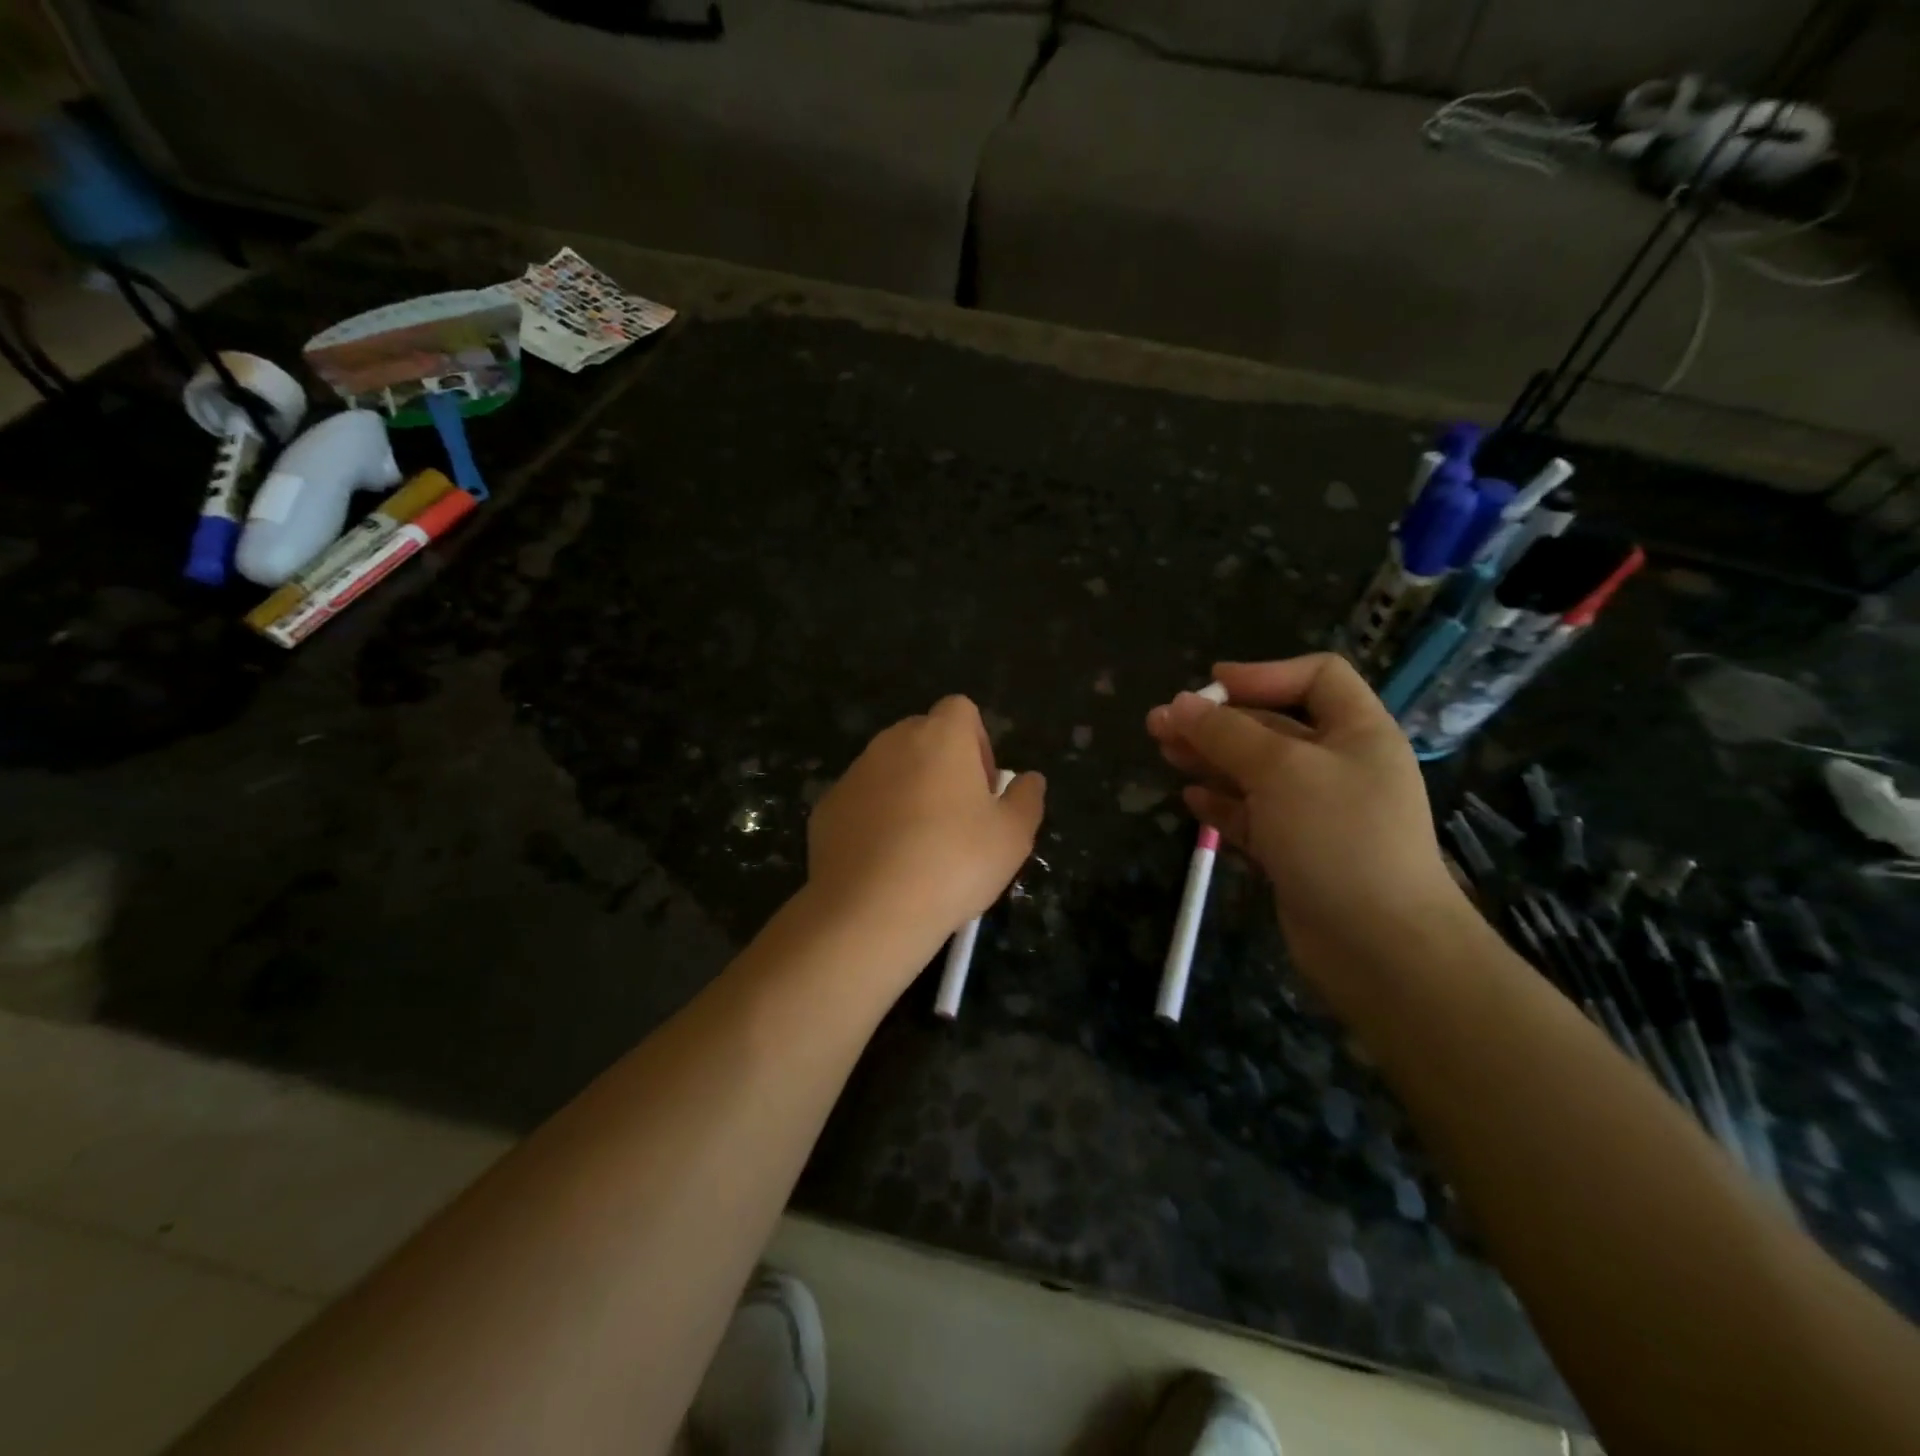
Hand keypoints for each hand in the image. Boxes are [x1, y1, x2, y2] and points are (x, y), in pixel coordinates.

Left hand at [807, 696, 1045, 953]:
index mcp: (940, 737)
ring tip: (919, 845)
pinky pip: (861, 801)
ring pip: (889, 768)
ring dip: (907, 791)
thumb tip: (1030, 779)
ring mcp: (854, 774)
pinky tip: (885, 862)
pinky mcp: (826, 807)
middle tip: (958, 817)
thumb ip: (1026, 799)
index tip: (983, 788)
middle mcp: (892, 742)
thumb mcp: (1013, 837)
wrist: (870, 909)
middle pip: (923, 736)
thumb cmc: (954, 863)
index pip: (960, 710)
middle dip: (942, 765)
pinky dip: (874, 818)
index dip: (977, 742)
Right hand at [1145, 655, 1464, 976]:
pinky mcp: (1295, 851)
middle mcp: (1339, 765)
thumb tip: (1177, 704)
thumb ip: (1226, 733)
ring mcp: (1317, 812)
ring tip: (1163, 752)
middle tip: (1160, 723)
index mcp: (1357, 732)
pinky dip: (1222, 804)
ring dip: (1210, 758)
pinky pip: (1253, 815)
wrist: (1378, 945)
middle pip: (1273, 725)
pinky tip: (1191, 799)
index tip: (1211, 685)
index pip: (1317, 677)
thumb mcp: (1280, 770)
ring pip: (1255, 772)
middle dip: (1217, 721)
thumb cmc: (1337, 836)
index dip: (1263, 674)